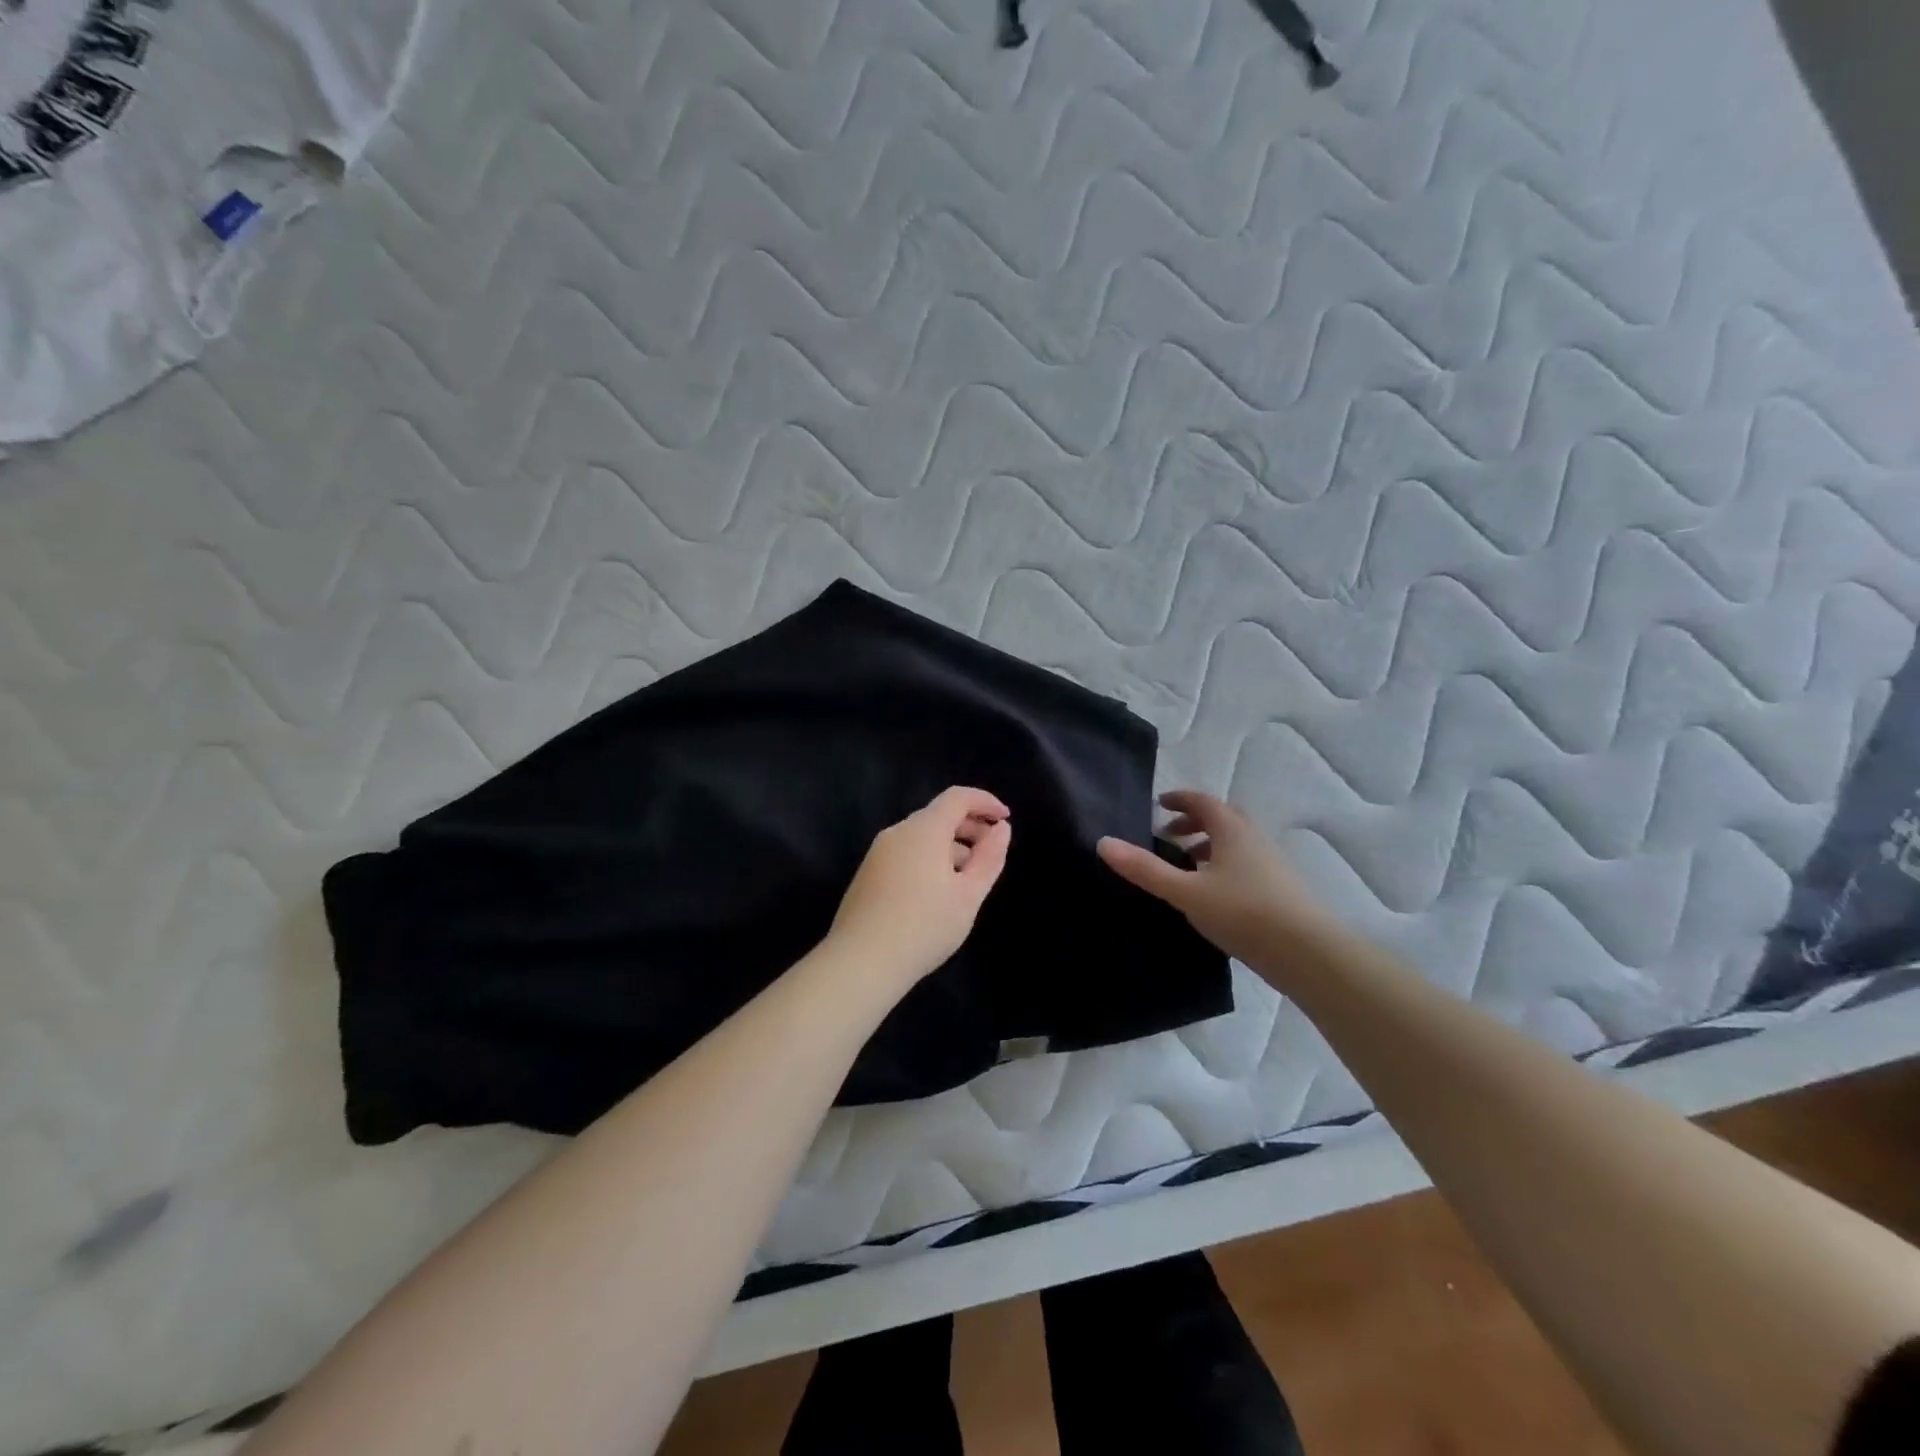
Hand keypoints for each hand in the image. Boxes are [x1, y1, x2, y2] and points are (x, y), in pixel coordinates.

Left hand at [825, 786, 1012, 987]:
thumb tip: (1001, 829)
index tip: (1006, 818)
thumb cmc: (924, 927)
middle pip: (938, 815)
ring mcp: (878, 853)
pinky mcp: (868, 873)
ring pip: (921, 836)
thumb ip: (989, 858)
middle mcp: (898, 832)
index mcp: (924, 830)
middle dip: (969, 826)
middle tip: (991, 852)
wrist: (861, 962)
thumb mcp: (968, 895)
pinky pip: (906, 853)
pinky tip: (937, 893)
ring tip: (968, 878)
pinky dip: (929, 859)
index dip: (985, 802)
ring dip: (950, 846)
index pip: (957, 797)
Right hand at [1097, 790, 1332, 965]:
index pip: (1203, 802)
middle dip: (1194, 822)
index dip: (1180, 800)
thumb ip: (1144, 869)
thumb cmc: (1242, 912)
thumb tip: (1103, 843)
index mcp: (1232, 830)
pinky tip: (1213, 894)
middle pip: (1222, 819)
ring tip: (1187, 866)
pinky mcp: (1280, 890)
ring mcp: (1271, 864)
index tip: (1160, 805)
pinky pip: (1246, 864)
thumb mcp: (1184, 891)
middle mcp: (1254, 839)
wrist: (1307, 952)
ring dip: (1210, 845)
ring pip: (1236, 843)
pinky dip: (1224, 866)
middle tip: (1170, 835)